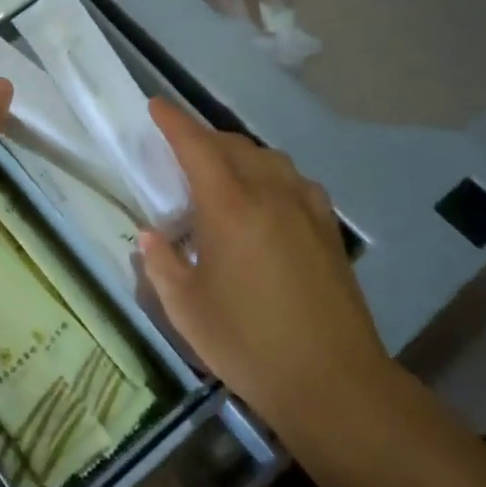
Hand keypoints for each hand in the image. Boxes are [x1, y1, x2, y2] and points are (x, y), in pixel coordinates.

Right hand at [137, 99, 392, 440]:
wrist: (334, 381)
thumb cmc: (248, 344)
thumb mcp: (186, 309)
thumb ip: (161, 264)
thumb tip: (151, 237)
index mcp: (231, 208)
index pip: (197, 147)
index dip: (174, 122)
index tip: (155, 106)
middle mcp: (271, 195)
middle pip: (234, 146)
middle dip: (203, 137)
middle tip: (180, 147)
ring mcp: (307, 209)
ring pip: (269, 158)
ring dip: (239, 153)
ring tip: (220, 171)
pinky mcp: (329, 230)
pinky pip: (295, 181)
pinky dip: (271, 175)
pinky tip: (266, 199)